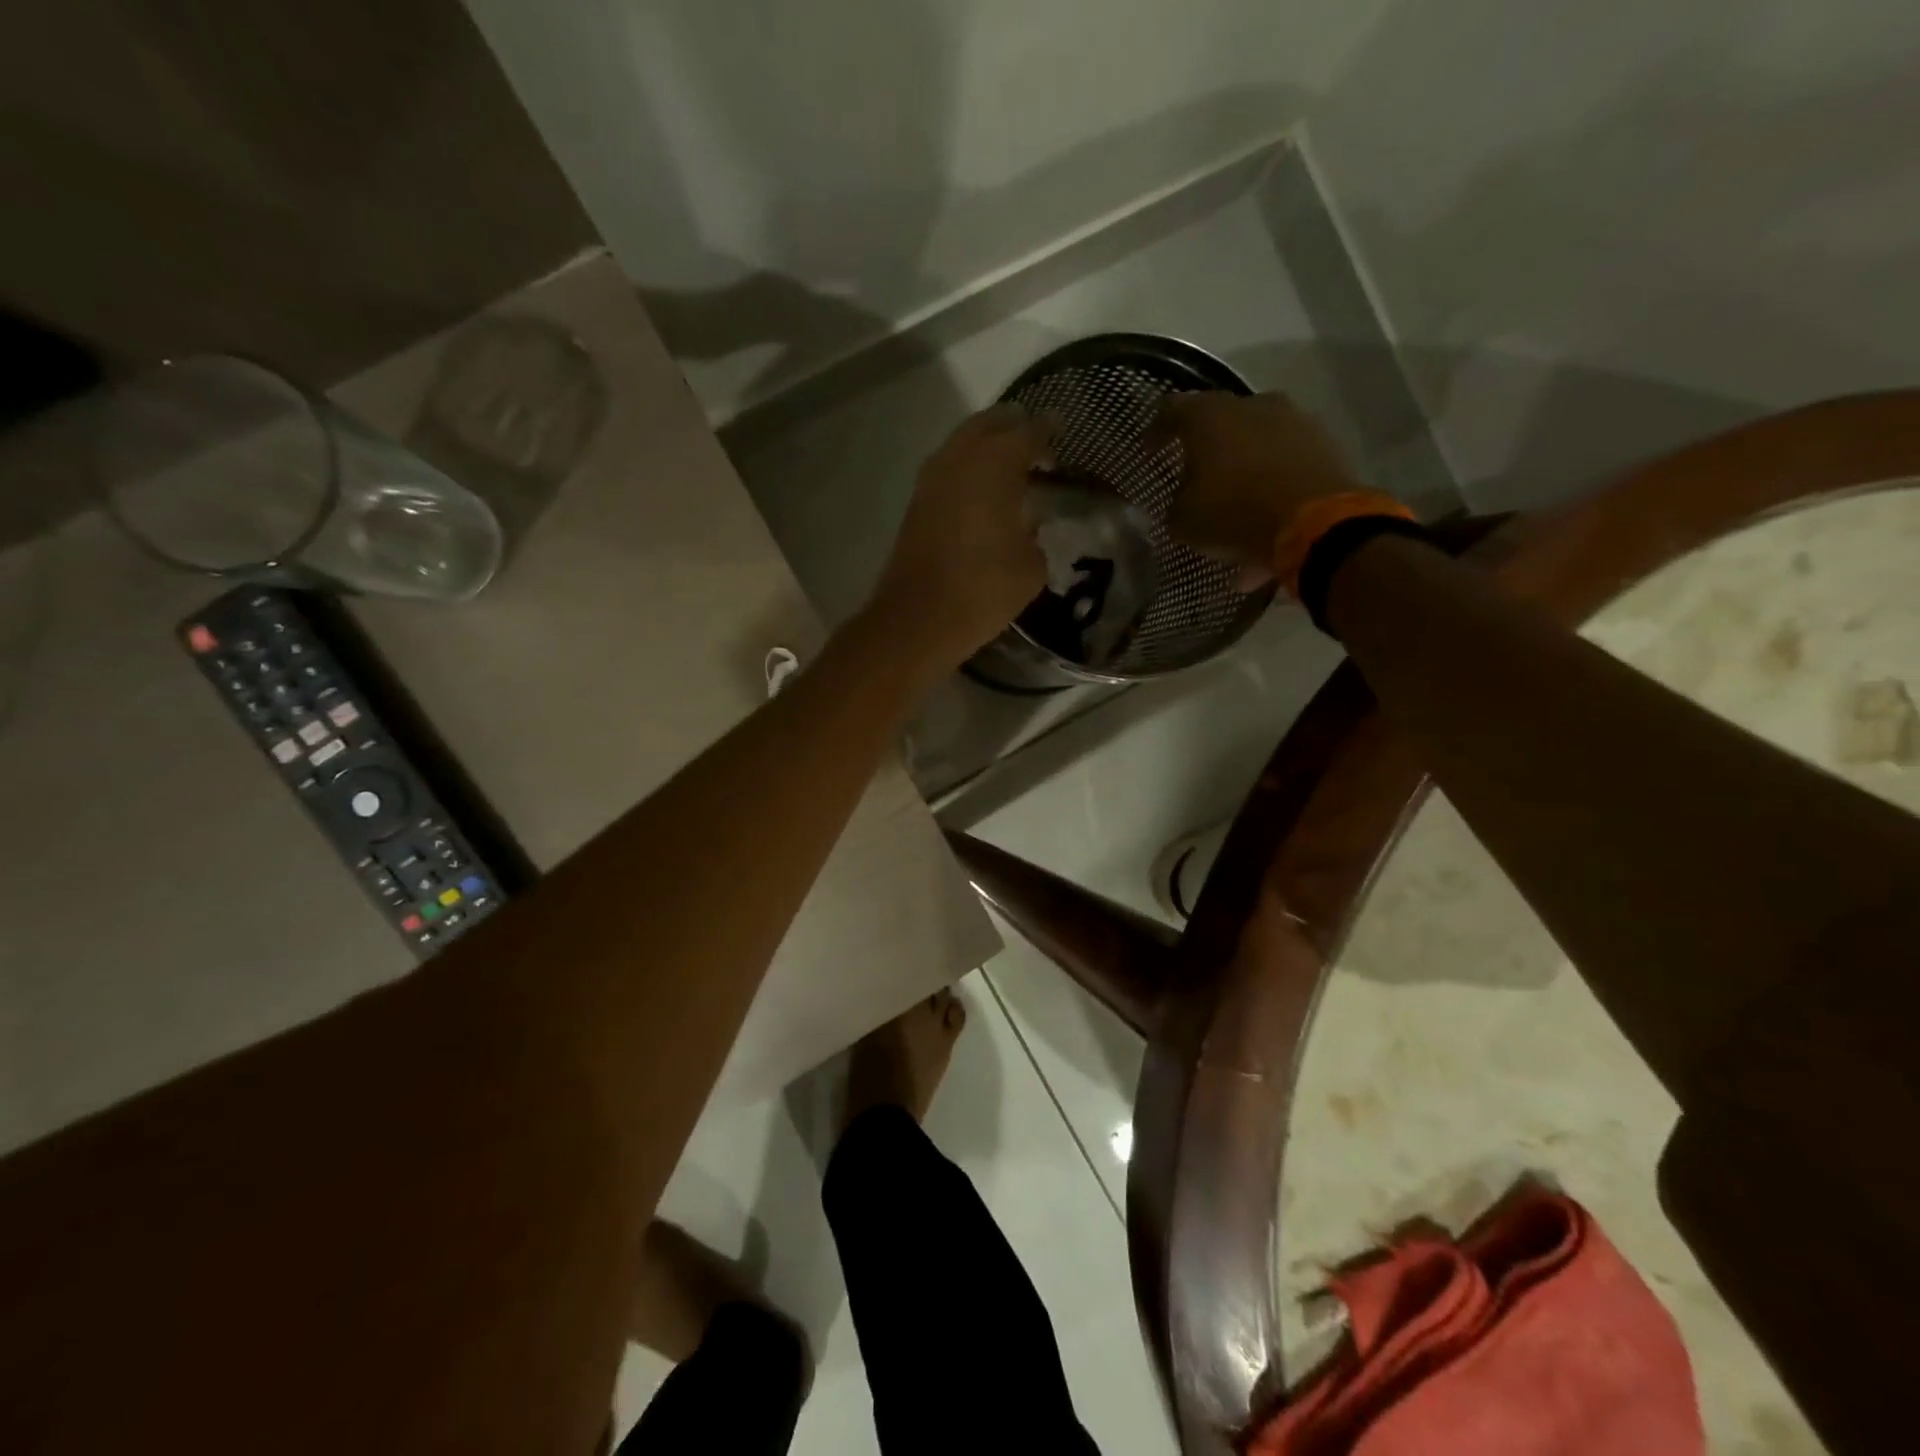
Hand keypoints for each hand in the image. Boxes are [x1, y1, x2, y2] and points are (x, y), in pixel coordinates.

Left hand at [868, 405, 1053, 668]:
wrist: (918, 617)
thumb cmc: (983, 589)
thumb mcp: (1032, 567)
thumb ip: (1037, 534)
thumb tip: (1030, 525)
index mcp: (996, 462)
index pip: (1030, 431)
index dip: (1050, 432)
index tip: (1063, 436)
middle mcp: (961, 457)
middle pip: (991, 423)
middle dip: (1015, 428)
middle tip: (1037, 446)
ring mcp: (933, 477)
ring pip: (964, 442)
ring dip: (987, 447)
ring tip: (1011, 469)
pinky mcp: (917, 501)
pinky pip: (949, 468)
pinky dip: (969, 469)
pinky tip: (984, 493)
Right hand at [1150, 392, 1361, 578]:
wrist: (1314, 524)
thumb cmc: (1234, 513)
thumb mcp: (1183, 521)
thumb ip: (1176, 504)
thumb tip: (1180, 503)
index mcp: (1209, 416)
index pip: (1171, 410)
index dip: (1157, 431)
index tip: (1151, 452)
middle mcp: (1252, 404)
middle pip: (1220, 420)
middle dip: (1206, 447)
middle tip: (1195, 474)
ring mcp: (1293, 420)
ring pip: (1256, 438)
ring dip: (1243, 463)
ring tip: (1235, 497)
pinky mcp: (1323, 442)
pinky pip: (1285, 458)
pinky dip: (1272, 478)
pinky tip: (1265, 508)